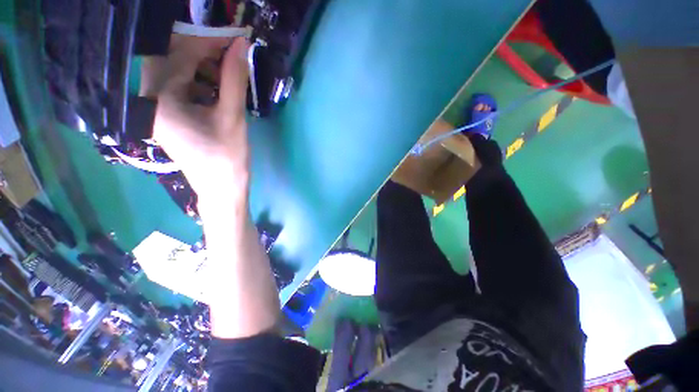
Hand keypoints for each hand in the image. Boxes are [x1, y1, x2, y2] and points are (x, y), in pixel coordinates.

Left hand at [143, 35, 250, 201]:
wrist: (222, 186)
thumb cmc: (228, 156)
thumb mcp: (233, 116)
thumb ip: (234, 78)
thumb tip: (241, 44)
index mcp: (159, 100)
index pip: (179, 55)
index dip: (207, 42)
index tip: (233, 37)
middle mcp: (149, 100)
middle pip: (170, 59)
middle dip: (201, 51)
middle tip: (230, 52)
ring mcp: (156, 108)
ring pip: (174, 72)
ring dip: (201, 65)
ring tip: (226, 69)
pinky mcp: (167, 115)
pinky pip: (178, 86)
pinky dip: (198, 80)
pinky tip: (216, 85)